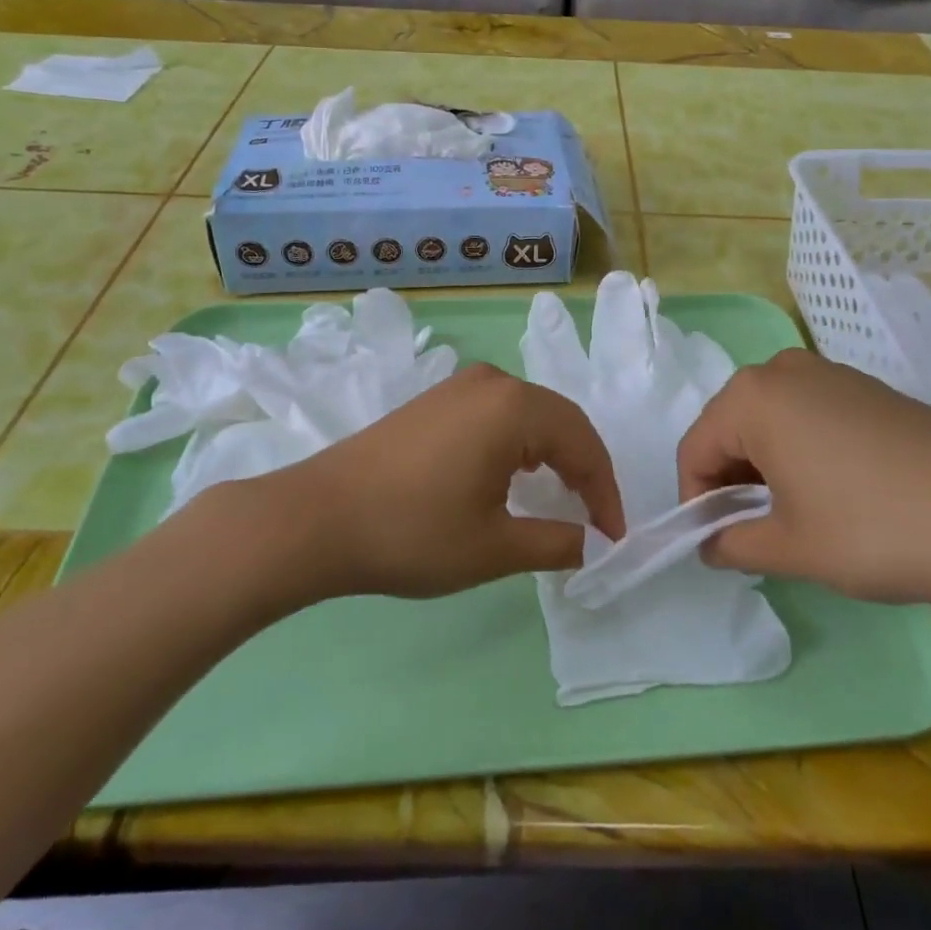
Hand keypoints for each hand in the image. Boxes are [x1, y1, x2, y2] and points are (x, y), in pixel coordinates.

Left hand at [217, 365, 624, 602]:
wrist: (317, 518)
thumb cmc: (413, 532)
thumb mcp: (494, 547)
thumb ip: (556, 541)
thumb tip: (591, 543)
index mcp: (515, 407)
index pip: (583, 444)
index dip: (605, 493)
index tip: (612, 538)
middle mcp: (492, 382)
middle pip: (560, 421)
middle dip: (584, 469)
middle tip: (595, 519)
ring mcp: (459, 386)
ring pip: (529, 414)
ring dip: (553, 454)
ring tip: (562, 498)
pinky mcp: (435, 399)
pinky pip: (498, 414)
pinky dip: (520, 444)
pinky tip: (514, 475)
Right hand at [676, 349, 930, 611]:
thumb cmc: (873, 530)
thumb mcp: (790, 548)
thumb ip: (732, 544)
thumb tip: (711, 544)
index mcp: (752, 397)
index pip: (695, 448)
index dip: (695, 501)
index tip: (715, 543)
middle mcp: (784, 370)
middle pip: (730, 427)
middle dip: (730, 480)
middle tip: (754, 532)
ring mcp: (831, 374)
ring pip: (771, 419)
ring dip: (766, 466)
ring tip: (795, 515)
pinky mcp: (869, 389)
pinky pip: (810, 414)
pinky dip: (802, 449)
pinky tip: (836, 491)